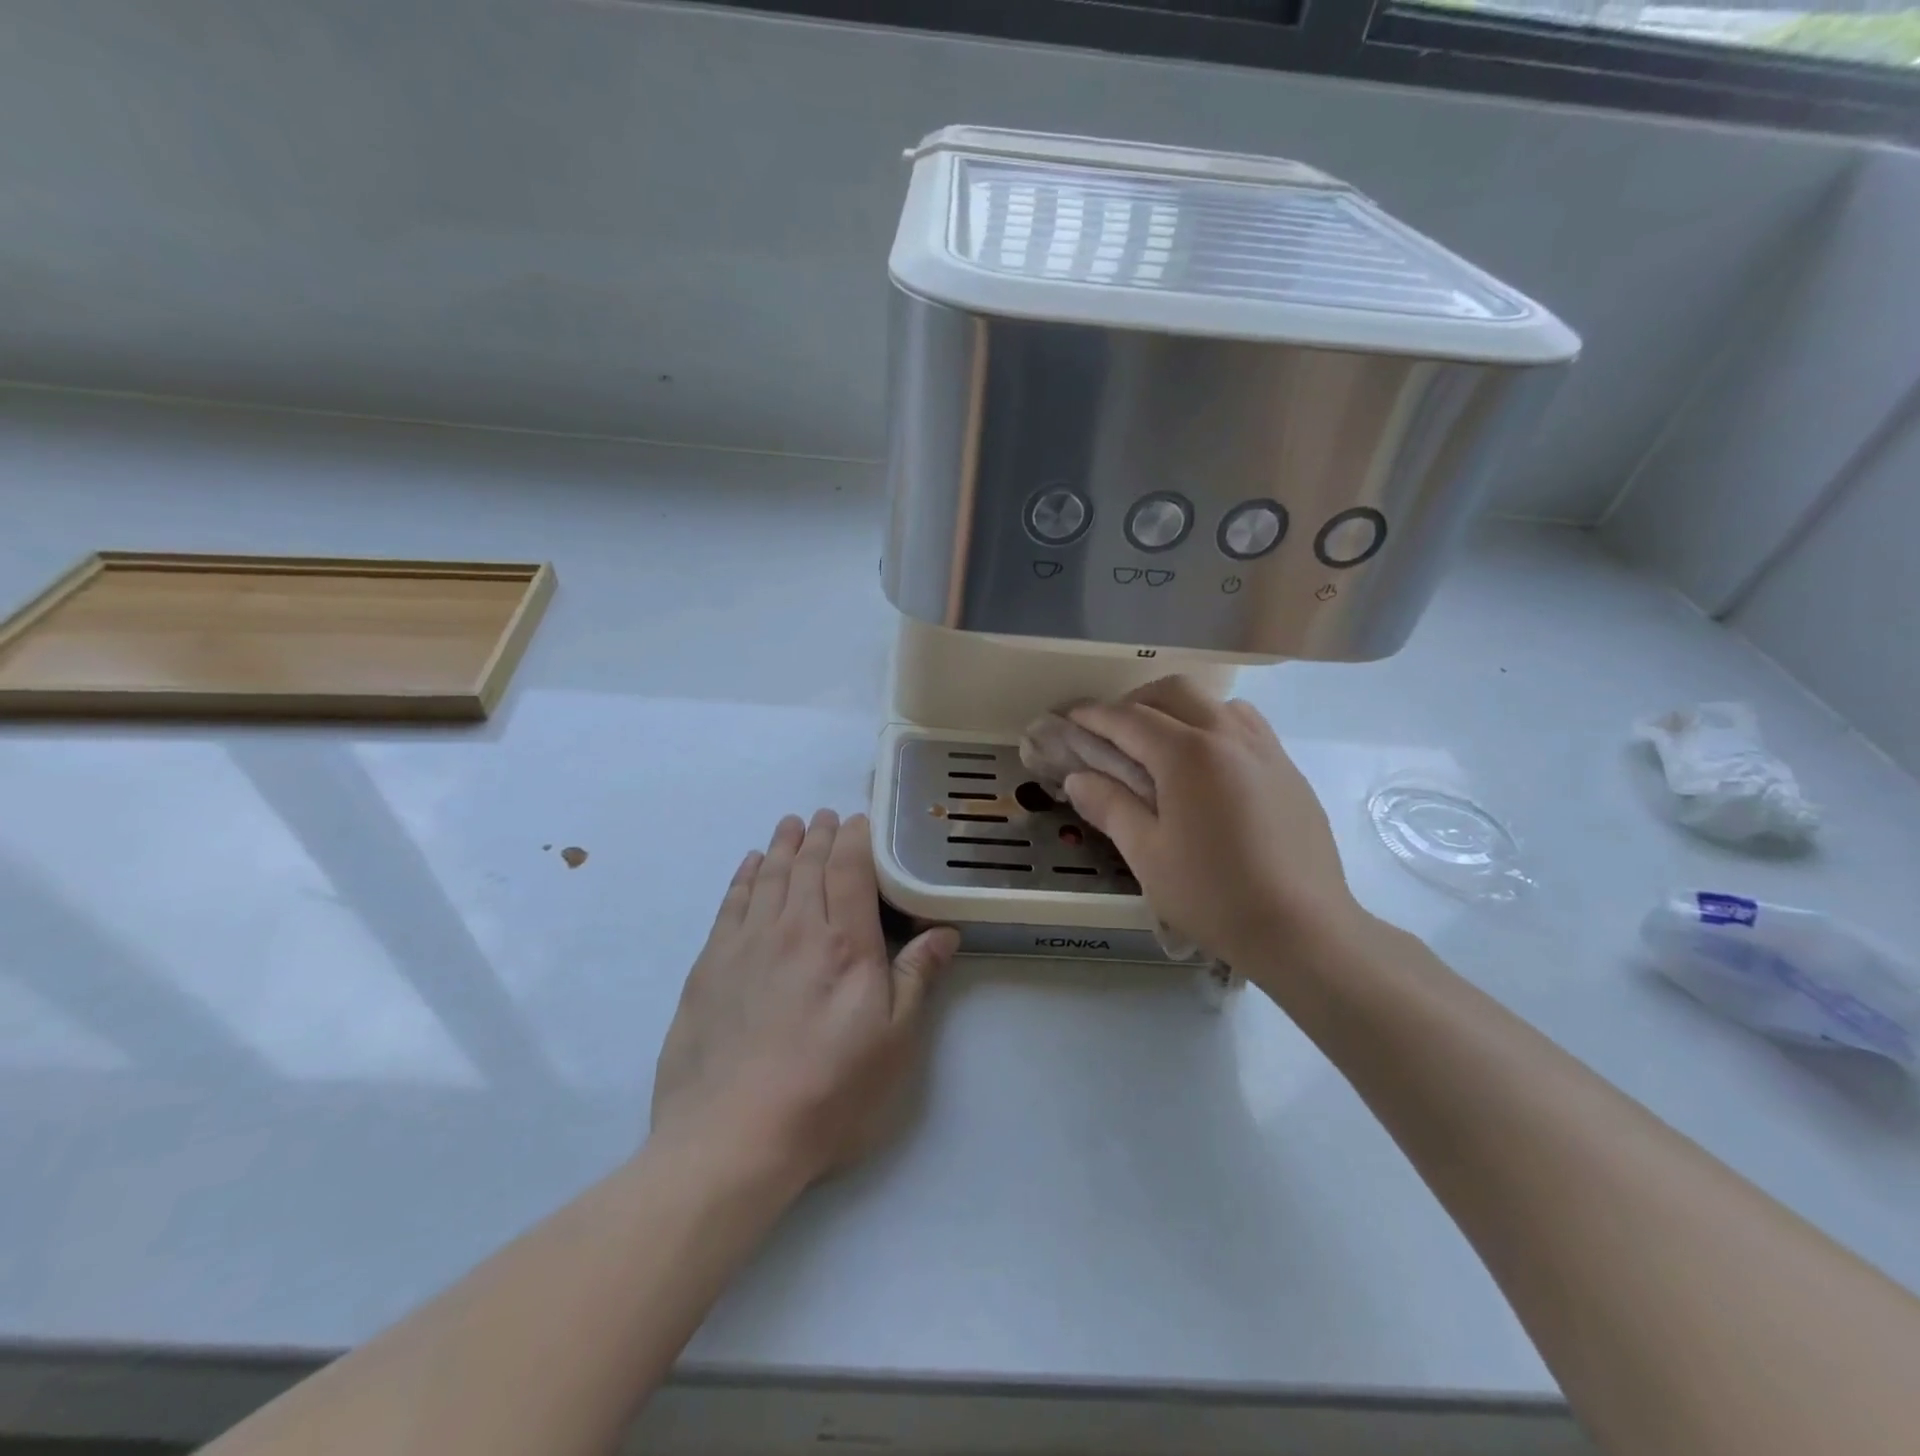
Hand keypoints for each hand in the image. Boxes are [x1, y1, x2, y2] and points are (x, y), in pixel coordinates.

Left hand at [650, 811, 959, 1188]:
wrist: (731, 1137)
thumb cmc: (828, 1091)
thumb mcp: (893, 1043)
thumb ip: (916, 978)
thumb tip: (944, 931)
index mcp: (845, 943)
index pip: (850, 869)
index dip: (855, 838)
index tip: (859, 821)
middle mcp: (795, 929)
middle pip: (809, 865)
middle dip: (821, 835)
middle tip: (826, 816)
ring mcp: (747, 944)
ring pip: (770, 877)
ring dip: (784, 846)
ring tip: (792, 825)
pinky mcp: (710, 965)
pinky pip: (731, 903)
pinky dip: (745, 876)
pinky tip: (751, 864)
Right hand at [1063, 678, 1362, 967]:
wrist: (1304, 929)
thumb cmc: (1214, 894)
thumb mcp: (1147, 854)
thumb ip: (1110, 806)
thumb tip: (1077, 778)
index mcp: (1188, 753)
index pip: (1130, 718)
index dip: (1095, 715)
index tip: (1071, 717)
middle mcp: (1229, 736)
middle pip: (1175, 692)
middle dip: (1137, 701)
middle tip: (1113, 732)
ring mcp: (1266, 749)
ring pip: (1216, 703)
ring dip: (1179, 709)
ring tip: (1161, 745)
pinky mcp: (1288, 770)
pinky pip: (1245, 727)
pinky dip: (1214, 728)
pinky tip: (1208, 769)